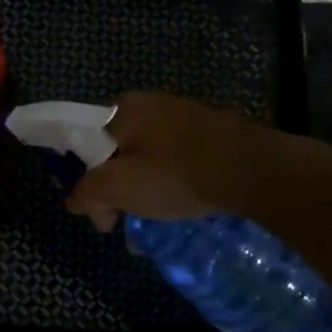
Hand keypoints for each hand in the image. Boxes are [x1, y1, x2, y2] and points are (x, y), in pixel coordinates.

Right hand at [64, 92, 331, 230]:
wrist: (257, 171)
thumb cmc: (177, 175)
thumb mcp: (118, 187)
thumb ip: (86, 193)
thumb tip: (74, 200)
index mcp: (122, 109)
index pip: (82, 144)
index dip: (80, 179)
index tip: (94, 210)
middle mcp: (150, 105)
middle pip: (114, 154)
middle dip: (114, 192)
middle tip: (123, 223)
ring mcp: (184, 118)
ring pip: (145, 161)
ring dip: (141, 194)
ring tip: (151, 226)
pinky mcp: (210, 135)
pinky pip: (173, 163)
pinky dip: (168, 187)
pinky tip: (177, 210)